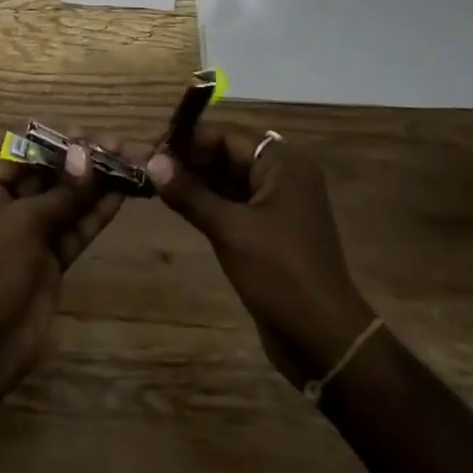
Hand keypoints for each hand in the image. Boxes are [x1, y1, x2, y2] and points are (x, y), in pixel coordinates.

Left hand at [0, 141, 123, 400]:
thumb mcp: (21, 223)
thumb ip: (60, 192)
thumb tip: (88, 156)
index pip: (20, 153)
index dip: (54, 142)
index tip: (87, 134)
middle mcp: (5, 208)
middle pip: (46, 175)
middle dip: (80, 161)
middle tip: (117, 145)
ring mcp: (29, 236)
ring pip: (65, 202)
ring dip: (94, 184)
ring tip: (128, 163)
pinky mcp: (50, 261)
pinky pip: (74, 229)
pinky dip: (95, 213)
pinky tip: (122, 194)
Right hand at [147, 129, 374, 387]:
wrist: (322, 337)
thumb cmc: (279, 273)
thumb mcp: (230, 229)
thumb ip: (189, 193)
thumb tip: (152, 161)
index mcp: (283, 164)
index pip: (228, 135)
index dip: (189, 140)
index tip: (152, 149)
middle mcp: (284, 175)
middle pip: (229, 153)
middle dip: (191, 159)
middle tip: (149, 168)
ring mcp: (279, 203)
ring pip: (231, 179)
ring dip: (197, 181)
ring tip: (156, 185)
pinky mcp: (272, 229)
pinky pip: (236, 203)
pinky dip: (210, 201)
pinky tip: (180, 206)